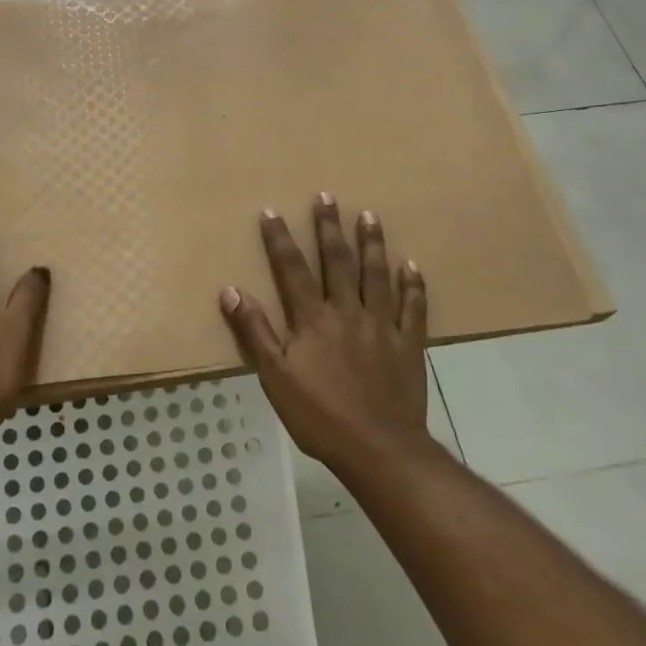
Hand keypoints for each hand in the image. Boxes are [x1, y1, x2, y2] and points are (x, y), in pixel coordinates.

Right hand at [218, 194, 430, 471]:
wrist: (378, 448)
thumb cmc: (319, 416)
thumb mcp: (275, 377)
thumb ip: (255, 332)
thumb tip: (231, 291)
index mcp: (313, 319)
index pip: (292, 269)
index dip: (280, 239)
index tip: (272, 211)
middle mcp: (347, 312)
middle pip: (337, 261)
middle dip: (329, 228)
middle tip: (327, 197)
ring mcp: (382, 325)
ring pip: (376, 275)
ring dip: (372, 244)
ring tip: (369, 216)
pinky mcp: (409, 343)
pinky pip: (413, 308)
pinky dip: (413, 286)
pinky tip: (411, 266)